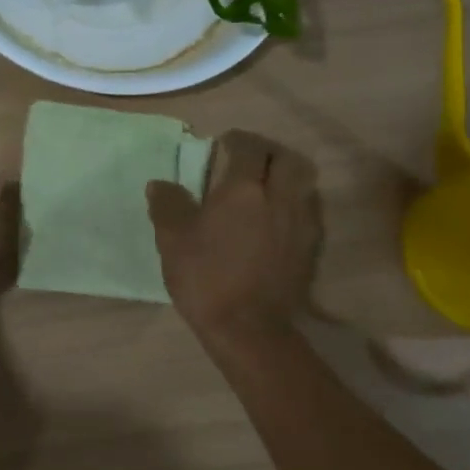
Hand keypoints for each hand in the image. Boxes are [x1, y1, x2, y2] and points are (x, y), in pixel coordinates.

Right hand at [147, 130, 321, 344]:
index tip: (224, 143)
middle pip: (288, 159)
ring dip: (287, 177)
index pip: (249, 148)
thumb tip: (161, 185)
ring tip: (266, 187)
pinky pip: (308, 211)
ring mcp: (300, 224)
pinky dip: (294, 204)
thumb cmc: (206, 277)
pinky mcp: (309, 249)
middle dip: (270, 153)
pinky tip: (276, 219)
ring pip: (304, 184)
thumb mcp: (172, 239)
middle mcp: (279, 198)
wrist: (249, 329)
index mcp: (244, 189)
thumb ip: (167, 205)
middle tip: (250, 160)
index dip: (238, 140)